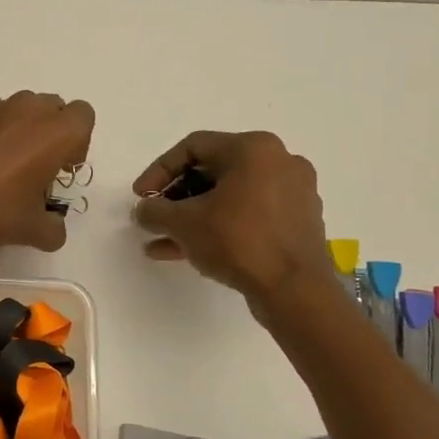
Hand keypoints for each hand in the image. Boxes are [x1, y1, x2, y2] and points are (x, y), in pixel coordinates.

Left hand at [0, 92, 95, 251]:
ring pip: (23, 109)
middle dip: (52, 133)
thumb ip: (53, 229)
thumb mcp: (31, 230)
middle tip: (39, 169)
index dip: (78, 143)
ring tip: (10, 167)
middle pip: (54, 108)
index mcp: (55, 132)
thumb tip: (54, 229)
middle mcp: (29, 110)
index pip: (83, 117)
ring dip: (25, 130)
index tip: (61, 170)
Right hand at [131, 131, 332, 308]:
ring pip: (229, 197)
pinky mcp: (297, 222)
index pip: (193, 147)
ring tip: (163, 240)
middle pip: (212, 171)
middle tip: (154, 217)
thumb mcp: (183, 223)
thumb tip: (144, 210)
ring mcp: (293, 193)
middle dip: (176, 197)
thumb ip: (154, 211)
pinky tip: (189, 251)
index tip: (141, 197)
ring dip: (193, 216)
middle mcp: (279, 162)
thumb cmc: (238, 241)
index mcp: (253, 149)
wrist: (295, 291)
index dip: (159, 171)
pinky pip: (248, 215)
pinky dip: (219, 227)